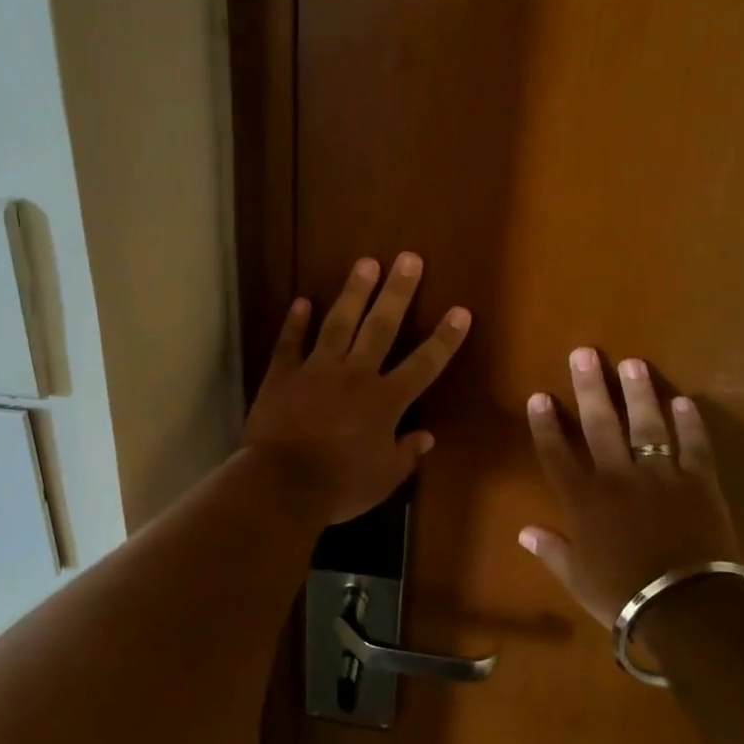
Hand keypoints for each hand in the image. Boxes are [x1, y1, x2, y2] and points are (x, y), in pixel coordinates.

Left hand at [243, 254, 471, 526]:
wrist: (282, 483)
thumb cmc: (340, 485)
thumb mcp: (384, 478)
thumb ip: (406, 453)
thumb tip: (426, 436)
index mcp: (385, 401)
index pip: (424, 364)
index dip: (444, 338)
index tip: (460, 310)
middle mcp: (355, 375)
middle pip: (381, 327)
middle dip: (398, 292)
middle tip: (408, 258)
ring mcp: (317, 370)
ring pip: (339, 323)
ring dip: (353, 293)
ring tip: (365, 263)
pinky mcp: (283, 375)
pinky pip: (289, 343)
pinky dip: (295, 323)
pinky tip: (301, 301)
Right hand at [519, 349, 739, 628]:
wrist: (686, 608)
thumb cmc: (624, 595)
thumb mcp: (578, 578)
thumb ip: (552, 550)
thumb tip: (524, 532)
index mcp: (584, 500)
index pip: (557, 453)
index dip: (546, 423)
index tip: (540, 396)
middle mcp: (617, 477)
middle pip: (599, 425)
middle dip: (590, 387)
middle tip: (584, 353)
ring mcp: (660, 476)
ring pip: (646, 425)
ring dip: (638, 393)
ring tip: (632, 363)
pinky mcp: (698, 483)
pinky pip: (694, 447)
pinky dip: (690, 424)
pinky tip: (684, 402)